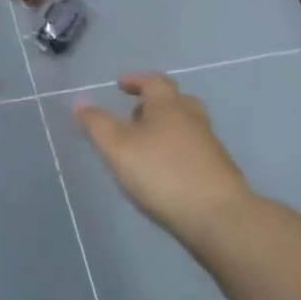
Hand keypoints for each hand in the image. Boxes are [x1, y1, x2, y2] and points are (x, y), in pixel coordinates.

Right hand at [73, 74, 255, 247]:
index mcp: (169, 106)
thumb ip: (96, 124)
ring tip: (146, 148)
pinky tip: (165, 174)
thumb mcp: (117, 147)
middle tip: (135, 115)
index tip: (121, 86)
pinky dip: (178, 154)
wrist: (220, 219)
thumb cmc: (162, 174)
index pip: (154, 81)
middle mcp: (193, 120)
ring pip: (187, 128)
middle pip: (177, 101)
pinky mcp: (219, 174)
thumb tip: (80, 102)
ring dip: (167, 130)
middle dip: (155, 104)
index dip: (136, 80)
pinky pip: (195, 152)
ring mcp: (210, 147)